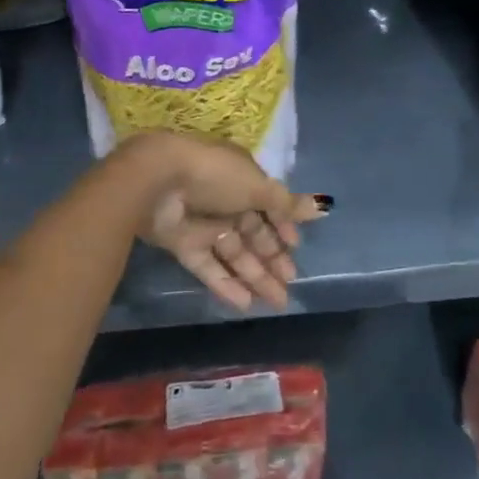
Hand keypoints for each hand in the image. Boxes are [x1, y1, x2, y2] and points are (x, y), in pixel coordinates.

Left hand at [120, 133, 328, 311]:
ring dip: (255, 276)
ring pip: (234, 253)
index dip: (283, 227)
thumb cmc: (214, 175)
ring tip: (277, 302)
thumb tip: (320, 207)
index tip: (296, 248)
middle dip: (273, 258)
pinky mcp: (183, 245)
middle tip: (291, 285)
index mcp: (242, 180)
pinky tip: (246, 304)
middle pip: (254, 233)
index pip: (268, 205)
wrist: (157, 181)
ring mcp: (203, 224)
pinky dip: (226, 284)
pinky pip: (209, 266)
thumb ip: (285, 203)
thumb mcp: (256, 186)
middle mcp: (225, 201)